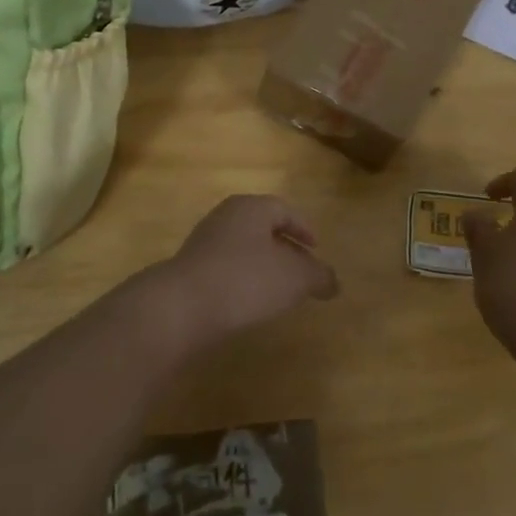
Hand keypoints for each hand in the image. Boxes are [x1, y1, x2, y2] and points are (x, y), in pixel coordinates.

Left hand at [144, 194, 339, 347]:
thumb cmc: (246, 280)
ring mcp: (202, 244)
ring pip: (242, 249)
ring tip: (277, 291)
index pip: (283, 209)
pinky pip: (224, 270)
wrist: (182, 307)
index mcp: (251, 208)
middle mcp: (225, 218)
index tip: (315, 248)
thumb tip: (333, 282)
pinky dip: (241, 281)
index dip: (303, 227)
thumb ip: (319, 276)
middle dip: (283, 248)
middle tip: (300, 270)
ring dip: (261, 266)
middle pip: (261, 228)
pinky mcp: (189, 271)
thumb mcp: (295, 278)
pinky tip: (248, 304)